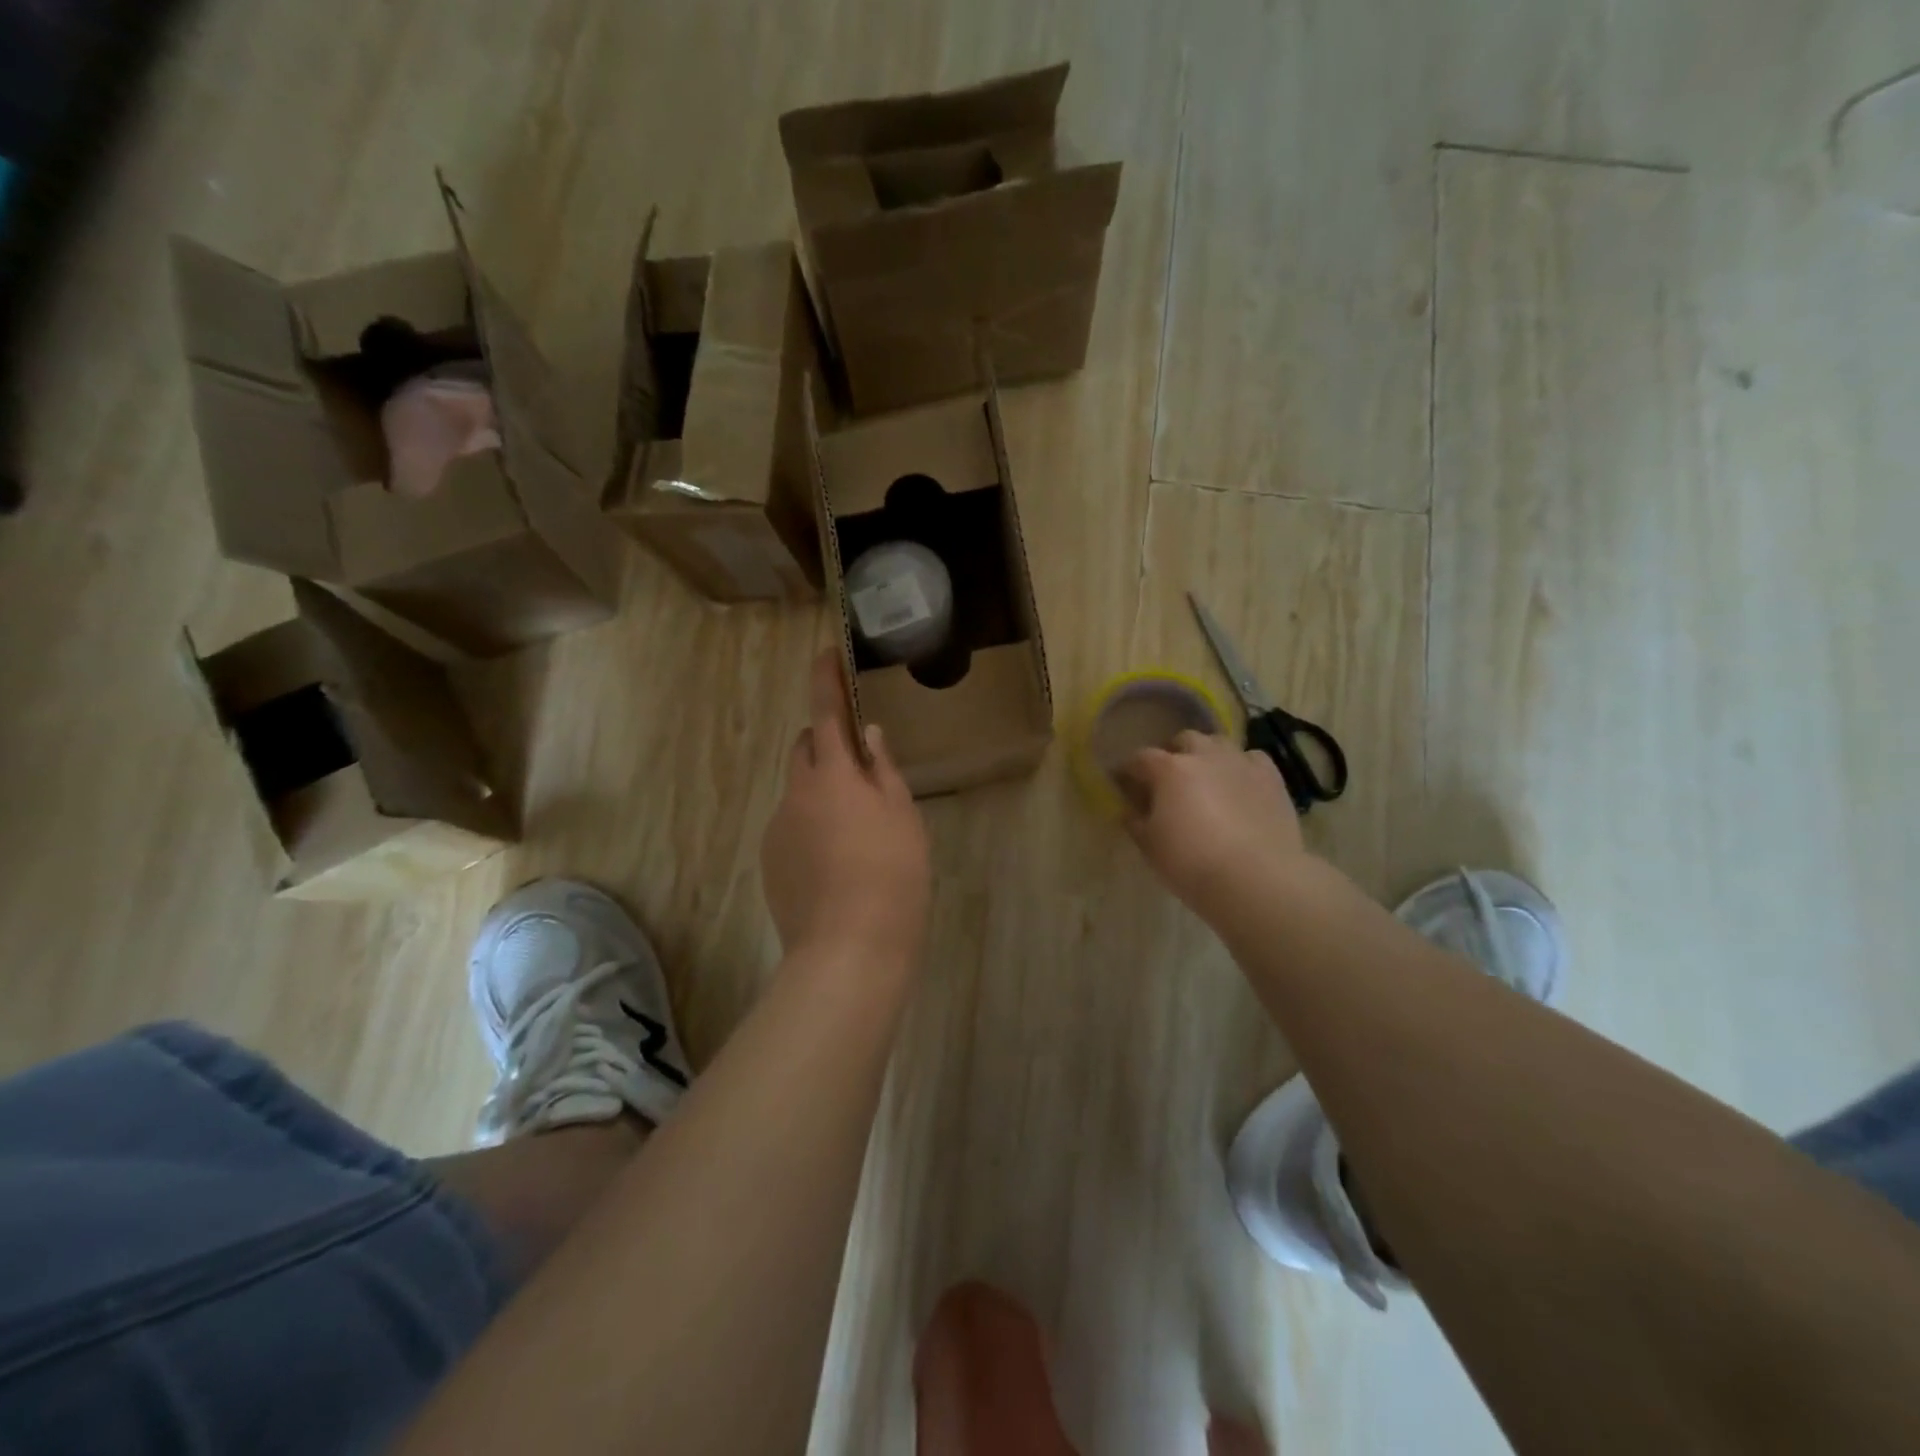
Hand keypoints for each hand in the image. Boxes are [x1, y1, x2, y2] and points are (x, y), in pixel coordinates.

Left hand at [762, 651, 930, 969]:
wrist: (849, 949)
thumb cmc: (892, 875)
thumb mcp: (903, 817)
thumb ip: (883, 770)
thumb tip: (869, 736)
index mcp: (833, 774)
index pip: (826, 713)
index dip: (825, 680)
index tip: (824, 652)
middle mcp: (796, 793)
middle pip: (804, 749)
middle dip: (825, 744)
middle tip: (861, 770)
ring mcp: (777, 828)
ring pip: (799, 791)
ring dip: (822, 793)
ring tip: (856, 835)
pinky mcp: (770, 861)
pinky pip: (791, 826)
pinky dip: (810, 827)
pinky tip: (836, 864)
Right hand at [1117, 731, 1307, 917]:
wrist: (1256, 879)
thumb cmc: (1192, 863)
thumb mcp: (1150, 846)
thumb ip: (1135, 821)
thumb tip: (1130, 809)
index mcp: (1169, 770)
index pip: (1140, 758)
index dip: (1129, 769)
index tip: (1124, 782)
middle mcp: (1205, 756)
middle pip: (1184, 740)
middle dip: (1173, 753)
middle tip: (1169, 779)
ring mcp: (1241, 764)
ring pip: (1219, 743)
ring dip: (1208, 755)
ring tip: (1206, 778)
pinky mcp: (1272, 779)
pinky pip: (1252, 759)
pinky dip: (1242, 766)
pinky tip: (1240, 784)